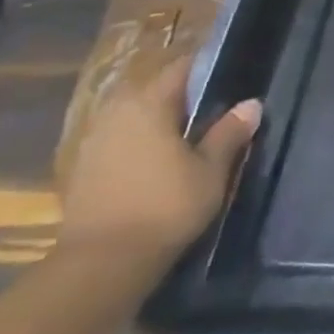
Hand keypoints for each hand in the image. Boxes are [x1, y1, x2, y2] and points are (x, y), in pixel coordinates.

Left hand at [57, 56, 259, 269]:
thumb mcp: (211, 170)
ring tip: (193, 135)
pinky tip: (162, 161)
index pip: (181, 68)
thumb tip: (250, 104)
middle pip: (155, 91)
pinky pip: (120, 141)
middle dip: (185, 96)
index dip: (209, 67)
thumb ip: (229, 133)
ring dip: (161, 121)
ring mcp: (93, 143)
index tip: (233, 74)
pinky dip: (142, 143)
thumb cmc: (165, 206)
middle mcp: (114, 114)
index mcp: (147, 104)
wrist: (101, 265)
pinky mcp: (82, 171)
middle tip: (218, 107)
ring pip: (135, 117)